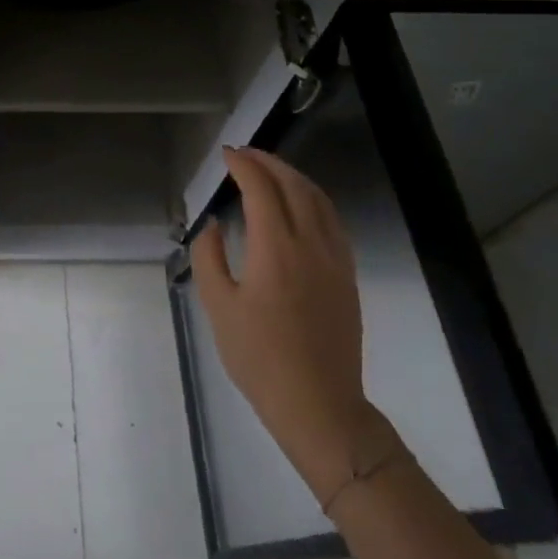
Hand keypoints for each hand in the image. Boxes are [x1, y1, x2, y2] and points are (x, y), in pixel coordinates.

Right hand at [192, 146, 394, 505]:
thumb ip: (210, 257)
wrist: (318, 404)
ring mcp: (335, 259)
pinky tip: (301, 205)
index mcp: (275, 249)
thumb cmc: (259, 358)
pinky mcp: (347, 275)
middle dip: (268, 162)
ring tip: (271, 170)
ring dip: (293, 176)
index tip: (226, 155)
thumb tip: (213, 224)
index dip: (243, 165)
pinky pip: (333, 221)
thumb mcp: (219, 307)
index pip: (262, 189)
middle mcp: (310, 244)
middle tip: (244, 154)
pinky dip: (314, 199)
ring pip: (319, 200)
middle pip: (294, 185)